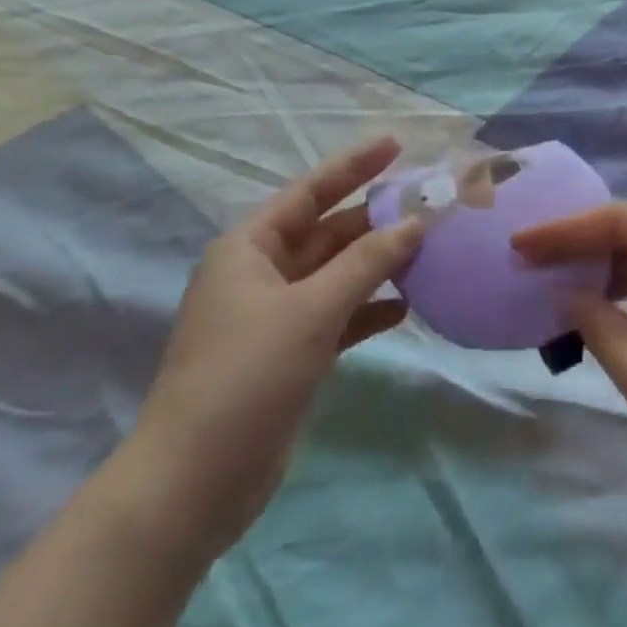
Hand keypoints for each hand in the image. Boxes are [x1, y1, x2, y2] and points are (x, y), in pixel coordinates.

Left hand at [128, 137, 422, 556]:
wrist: (195, 481)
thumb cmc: (247, 376)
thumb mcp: (312, 309)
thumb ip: (368, 262)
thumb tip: (417, 222)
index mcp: (249, 248)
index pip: (309, 192)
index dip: (353, 166)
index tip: (396, 144)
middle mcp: (262, 274)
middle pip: (329, 233)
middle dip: (377, 220)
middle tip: (431, 204)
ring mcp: (277, 316)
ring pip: (338, 274)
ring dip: (379, 264)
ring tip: (431, 249)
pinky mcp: (292, 354)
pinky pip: (340, 315)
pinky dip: (370, 308)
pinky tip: (407, 306)